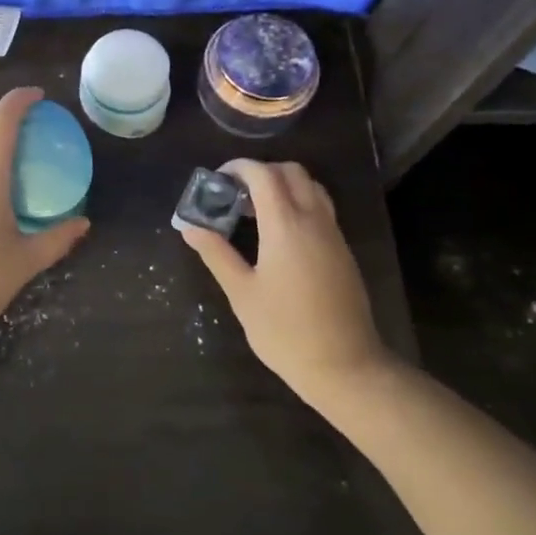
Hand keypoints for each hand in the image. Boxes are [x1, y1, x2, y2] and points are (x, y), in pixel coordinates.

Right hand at [179, 159, 392, 406]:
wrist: (345, 366)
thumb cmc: (285, 331)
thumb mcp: (242, 293)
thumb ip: (216, 254)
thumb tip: (190, 227)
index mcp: (285, 225)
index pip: (263, 175)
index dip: (239, 168)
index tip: (218, 179)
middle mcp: (313, 219)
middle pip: (291, 172)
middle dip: (261, 172)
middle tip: (235, 194)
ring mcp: (333, 234)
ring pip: (311, 187)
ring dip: (283, 185)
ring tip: (256, 210)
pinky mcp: (343, 250)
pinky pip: (321, 208)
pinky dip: (299, 202)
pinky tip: (280, 233)